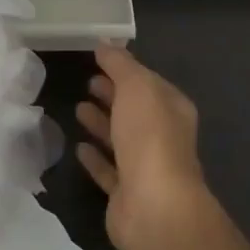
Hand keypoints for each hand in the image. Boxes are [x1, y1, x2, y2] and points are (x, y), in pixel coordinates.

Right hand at [75, 42, 206, 249]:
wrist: (154, 206)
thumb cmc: (149, 137)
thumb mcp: (136, 87)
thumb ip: (120, 64)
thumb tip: (105, 43)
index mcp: (172, 109)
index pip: (148, 83)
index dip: (126, 70)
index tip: (99, 59)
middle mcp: (163, 137)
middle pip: (134, 110)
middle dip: (113, 94)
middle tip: (87, 81)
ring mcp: (145, 167)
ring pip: (121, 139)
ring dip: (101, 123)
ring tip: (77, 108)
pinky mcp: (126, 194)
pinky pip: (108, 170)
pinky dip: (95, 157)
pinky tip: (78, 147)